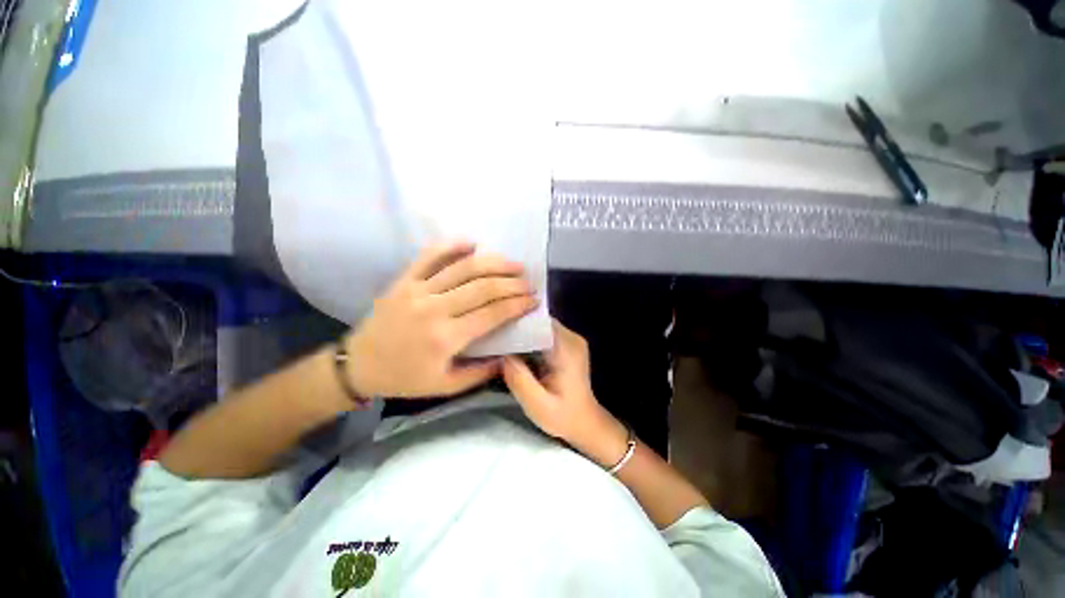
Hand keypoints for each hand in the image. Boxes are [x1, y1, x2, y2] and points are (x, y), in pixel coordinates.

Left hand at [344, 242, 537, 398]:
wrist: (358, 365)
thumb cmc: (405, 378)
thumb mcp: (445, 386)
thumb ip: (480, 373)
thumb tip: (508, 356)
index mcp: (445, 338)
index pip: (492, 314)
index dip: (517, 305)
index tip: (534, 300)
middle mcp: (434, 309)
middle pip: (483, 287)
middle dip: (512, 283)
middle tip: (529, 282)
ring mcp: (417, 290)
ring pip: (463, 268)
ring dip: (493, 263)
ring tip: (513, 263)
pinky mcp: (404, 280)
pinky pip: (430, 256)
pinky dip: (452, 246)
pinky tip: (473, 243)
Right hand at [502, 320, 627, 464]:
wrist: (585, 423)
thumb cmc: (563, 416)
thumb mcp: (537, 405)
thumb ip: (518, 378)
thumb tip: (501, 354)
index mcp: (566, 348)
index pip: (538, 322)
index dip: (516, 324)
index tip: (496, 331)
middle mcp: (571, 337)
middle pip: (538, 321)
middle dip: (517, 328)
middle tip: (495, 337)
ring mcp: (570, 339)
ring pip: (539, 326)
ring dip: (522, 333)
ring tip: (502, 343)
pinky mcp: (567, 344)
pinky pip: (543, 333)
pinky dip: (529, 339)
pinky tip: (516, 351)